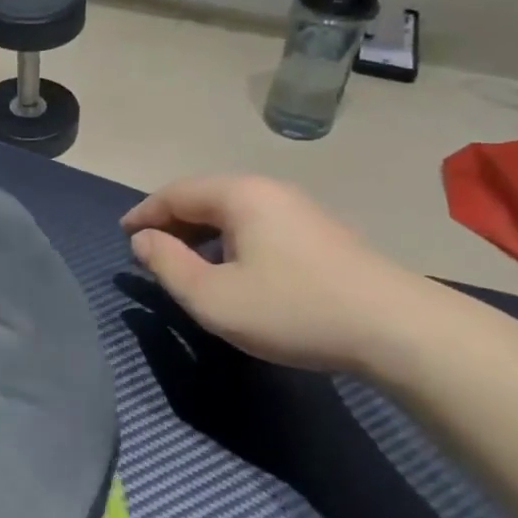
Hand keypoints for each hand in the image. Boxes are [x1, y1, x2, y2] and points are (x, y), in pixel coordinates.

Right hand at [121, 175, 424, 373]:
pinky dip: (229, 239)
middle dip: (171, 222)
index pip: (175, 193)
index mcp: (238, 195)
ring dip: (200, 232)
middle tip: (147, 252)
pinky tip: (232, 269)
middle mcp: (267, 190)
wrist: (395, 328)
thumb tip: (142, 240)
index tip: (122, 236)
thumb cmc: (292, 309)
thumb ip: (168, 265)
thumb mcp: (214, 297)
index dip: (144, 214)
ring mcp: (298, 209)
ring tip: (184, 262)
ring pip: (232, 211)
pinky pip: (256, 224)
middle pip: (204, 197)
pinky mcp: (319, 232)